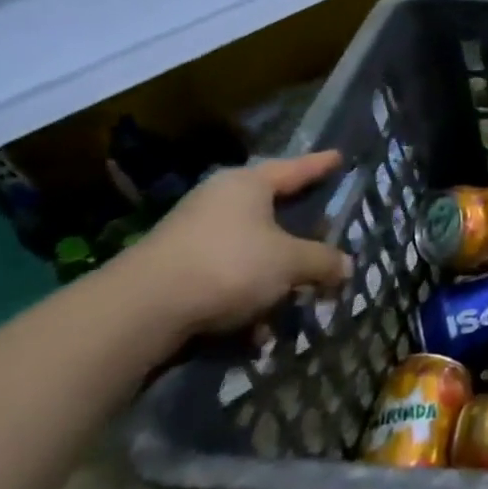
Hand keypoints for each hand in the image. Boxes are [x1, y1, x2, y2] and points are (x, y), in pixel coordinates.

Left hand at [125, 151, 353, 335]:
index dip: (319, 165)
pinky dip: (247, 299)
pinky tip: (259, 331)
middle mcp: (219, 202)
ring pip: (251, 251)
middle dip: (300, 232)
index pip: (294, 168)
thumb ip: (323, 261)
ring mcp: (193, 237)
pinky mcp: (177, 272)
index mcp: (247, 185)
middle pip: (272, 211)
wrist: (141, 311)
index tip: (339, 157)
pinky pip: (228, 279)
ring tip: (299, 299)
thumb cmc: (228, 265)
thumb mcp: (290, 263)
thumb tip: (346, 266)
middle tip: (327, 233)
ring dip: (275, 277)